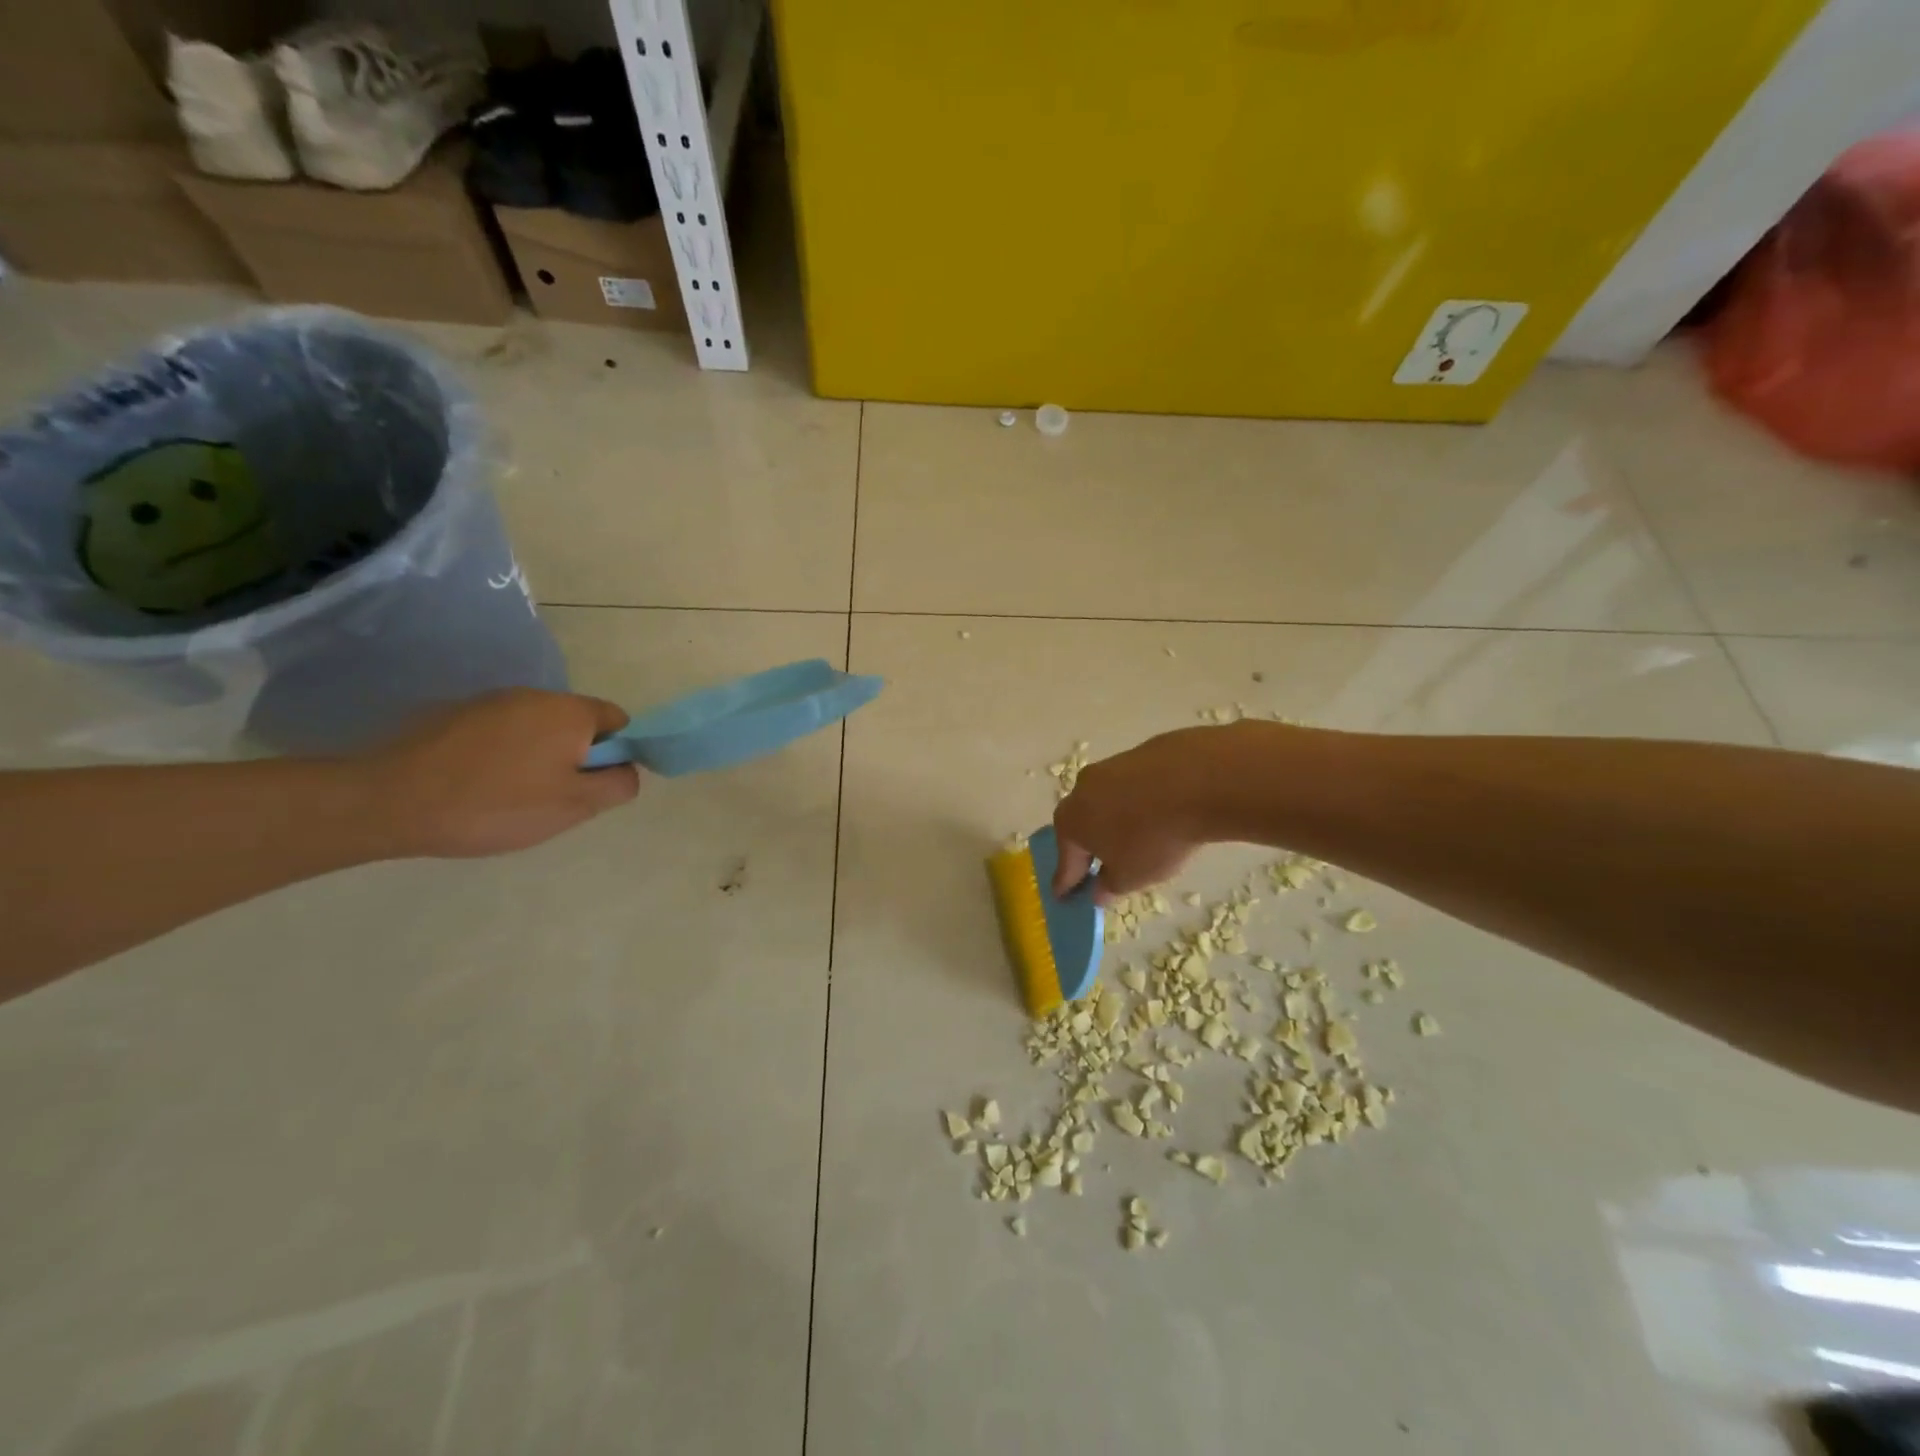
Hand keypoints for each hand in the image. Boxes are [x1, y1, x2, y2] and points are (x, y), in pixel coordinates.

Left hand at [363, 690, 640, 858]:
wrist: (390, 800)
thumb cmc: (497, 804)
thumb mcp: (573, 805)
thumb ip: (617, 785)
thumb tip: (627, 770)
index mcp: (570, 712)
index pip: (618, 721)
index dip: (616, 754)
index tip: (593, 786)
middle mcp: (535, 696)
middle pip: (577, 724)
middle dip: (575, 757)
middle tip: (555, 798)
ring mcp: (491, 702)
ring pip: (537, 729)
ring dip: (538, 756)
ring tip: (513, 796)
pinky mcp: (455, 714)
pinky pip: (501, 733)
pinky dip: (503, 755)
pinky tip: (480, 786)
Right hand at [1052, 725, 1242, 900]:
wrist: (1198, 780)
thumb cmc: (1154, 838)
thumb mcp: (1130, 878)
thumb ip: (1109, 887)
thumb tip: (1099, 890)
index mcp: (1070, 822)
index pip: (1065, 861)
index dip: (1066, 882)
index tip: (1064, 896)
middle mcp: (1082, 789)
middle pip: (1082, 825)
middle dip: (1090, 847)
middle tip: (1103, 867)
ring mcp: (1111, 766)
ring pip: (1108, 802)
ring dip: (1117, 821)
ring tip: (1141, 839)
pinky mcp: (1141, 753)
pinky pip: (1135, 786)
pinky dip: (1142, 802)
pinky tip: (1162, 812)